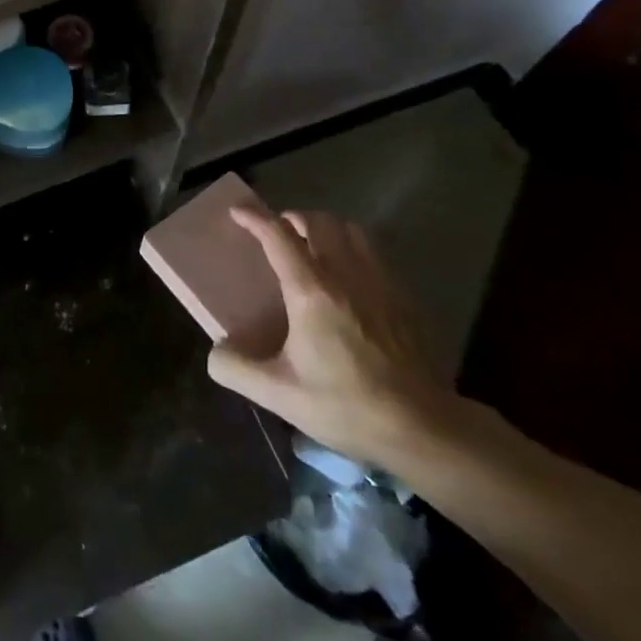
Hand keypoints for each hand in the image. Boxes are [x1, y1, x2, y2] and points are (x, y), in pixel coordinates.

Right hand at [208, 206, 456, 469]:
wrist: (424, 428)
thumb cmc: (347, 407)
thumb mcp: (280, 395)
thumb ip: (237, 369)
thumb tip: (216, 351)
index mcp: (311, 291)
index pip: (278, 235)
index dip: (254, 217)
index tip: (237, 212)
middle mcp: (346, 274)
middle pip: (318, 221)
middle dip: (292, 218)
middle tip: (278, 233)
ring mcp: (380, 282)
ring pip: (351, 230)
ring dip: (326, 228)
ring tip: (314, 247)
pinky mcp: (405, 298)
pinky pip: (375, 254)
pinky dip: (353, 250)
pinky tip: (350, 278)